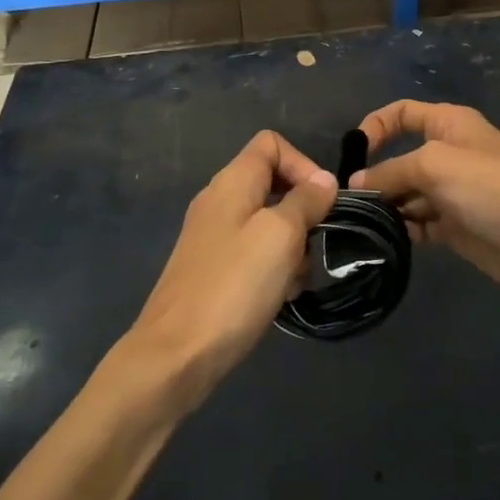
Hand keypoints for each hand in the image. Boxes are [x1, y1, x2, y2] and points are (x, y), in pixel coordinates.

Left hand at [124, 131, 336, 408]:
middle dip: (302, 213)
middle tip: (311, 246)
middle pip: (273, 185)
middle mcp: (219, 201)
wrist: (175, 356)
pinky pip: (253, 254)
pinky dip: (272, 269)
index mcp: (231, 182)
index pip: (271, 144)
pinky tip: (278, 297)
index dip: (303, 164)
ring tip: (294, 280)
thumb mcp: (280, 235)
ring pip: (268, 224)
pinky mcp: (211, 270)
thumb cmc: (233, 286)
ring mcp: (212, 237)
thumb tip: (324, 181)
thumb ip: (306, 200)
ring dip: (291, 247)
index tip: (322, 202)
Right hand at [349, 101, 499, 304]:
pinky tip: (384, 242)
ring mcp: (453, 192)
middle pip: (400, 158)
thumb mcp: (435, 165)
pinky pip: (419, 223)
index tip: (353, 155)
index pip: (403, 113)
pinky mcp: (456, 227)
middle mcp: (449, 154)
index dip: (375, 126)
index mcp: (449, 125)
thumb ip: (391, 171)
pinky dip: (403, 230)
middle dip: (375, 176)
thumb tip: (356, 184)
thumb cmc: (491, 187)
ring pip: (407, 194)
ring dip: (386, 207)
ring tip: (361, 226)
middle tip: (349, 203)